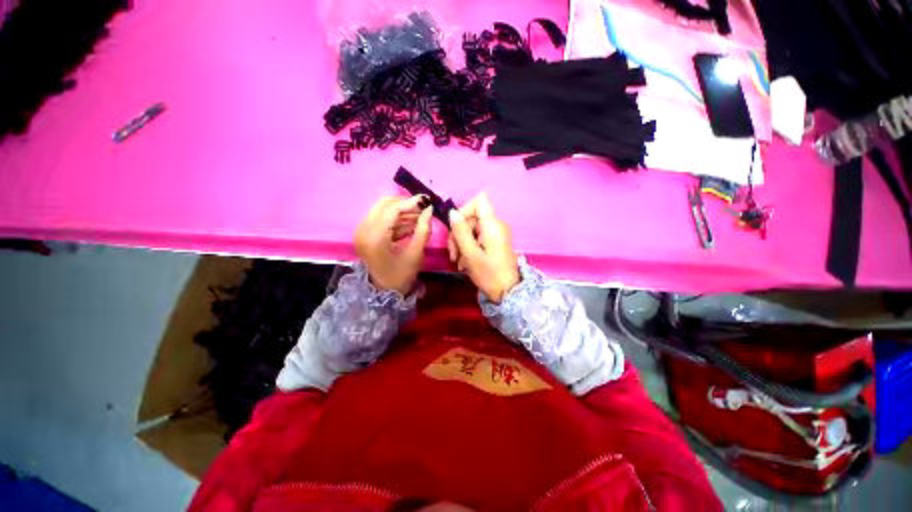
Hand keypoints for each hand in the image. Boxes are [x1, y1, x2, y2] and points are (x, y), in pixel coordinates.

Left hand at [355, 195, 432, 294]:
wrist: (382, 293)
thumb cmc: (400, 276)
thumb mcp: (415, 253)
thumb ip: (423, 229)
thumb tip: (429, 209)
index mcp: (375, 236)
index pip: (392, 209)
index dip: (411, 202)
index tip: (427, 200)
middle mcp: (363, 229)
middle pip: (384, 205)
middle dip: (405, 204)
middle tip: (423, 208)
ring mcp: (362, 231)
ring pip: (382, 210)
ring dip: (402, 211)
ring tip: (420, 216)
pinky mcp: (364, 233)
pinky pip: (381, 219)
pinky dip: (396, 219)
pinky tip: (411, 223)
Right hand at [447, 192, 519, 302]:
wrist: (508, 293)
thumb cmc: (489, 274)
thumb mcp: (470, 254)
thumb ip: (460, 232)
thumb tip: (452, 212)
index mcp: (492, 224)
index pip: (479, 201)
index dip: (465, 210)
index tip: (457, 228)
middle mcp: (496, 225)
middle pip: (471, 218)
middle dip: (458, 234)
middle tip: (454, 255)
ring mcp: (495, 234)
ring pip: (471, 229)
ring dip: (461, 244)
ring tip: (459, 262)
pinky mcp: (494, 243)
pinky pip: (477, 238)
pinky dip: (468, 248)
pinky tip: (465, 263)